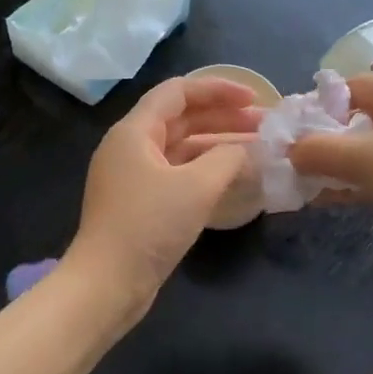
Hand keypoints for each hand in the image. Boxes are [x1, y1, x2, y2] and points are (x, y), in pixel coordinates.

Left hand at [67, 76, 258, 312]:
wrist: (107, 284)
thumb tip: (244, 150)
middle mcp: (131, 148)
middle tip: (265, 127)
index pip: (177, 92)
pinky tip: (234, 179)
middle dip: (223, 118)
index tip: (254, 100)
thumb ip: (227, 158)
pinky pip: (178, 175)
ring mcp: (135, 178)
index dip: (218, 90)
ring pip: (182, 149)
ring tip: (258, 150)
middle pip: (181, 119)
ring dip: (218, 146)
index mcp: (134, 132)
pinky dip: (206, 172)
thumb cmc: (149, 226)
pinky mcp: (141, 205)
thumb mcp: (196, 186)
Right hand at [286, 76, 372, 261]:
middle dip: (325, 139)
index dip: (318, 104)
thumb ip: (318, 151)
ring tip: (307, 185)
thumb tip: (290, 151)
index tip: (293, 132)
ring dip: (338, 165)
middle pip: (358, 119)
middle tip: (296, 161)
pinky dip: (357, 183)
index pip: (349, 86)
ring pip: (369, 150)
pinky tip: (332, 199)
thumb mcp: (362, 159)